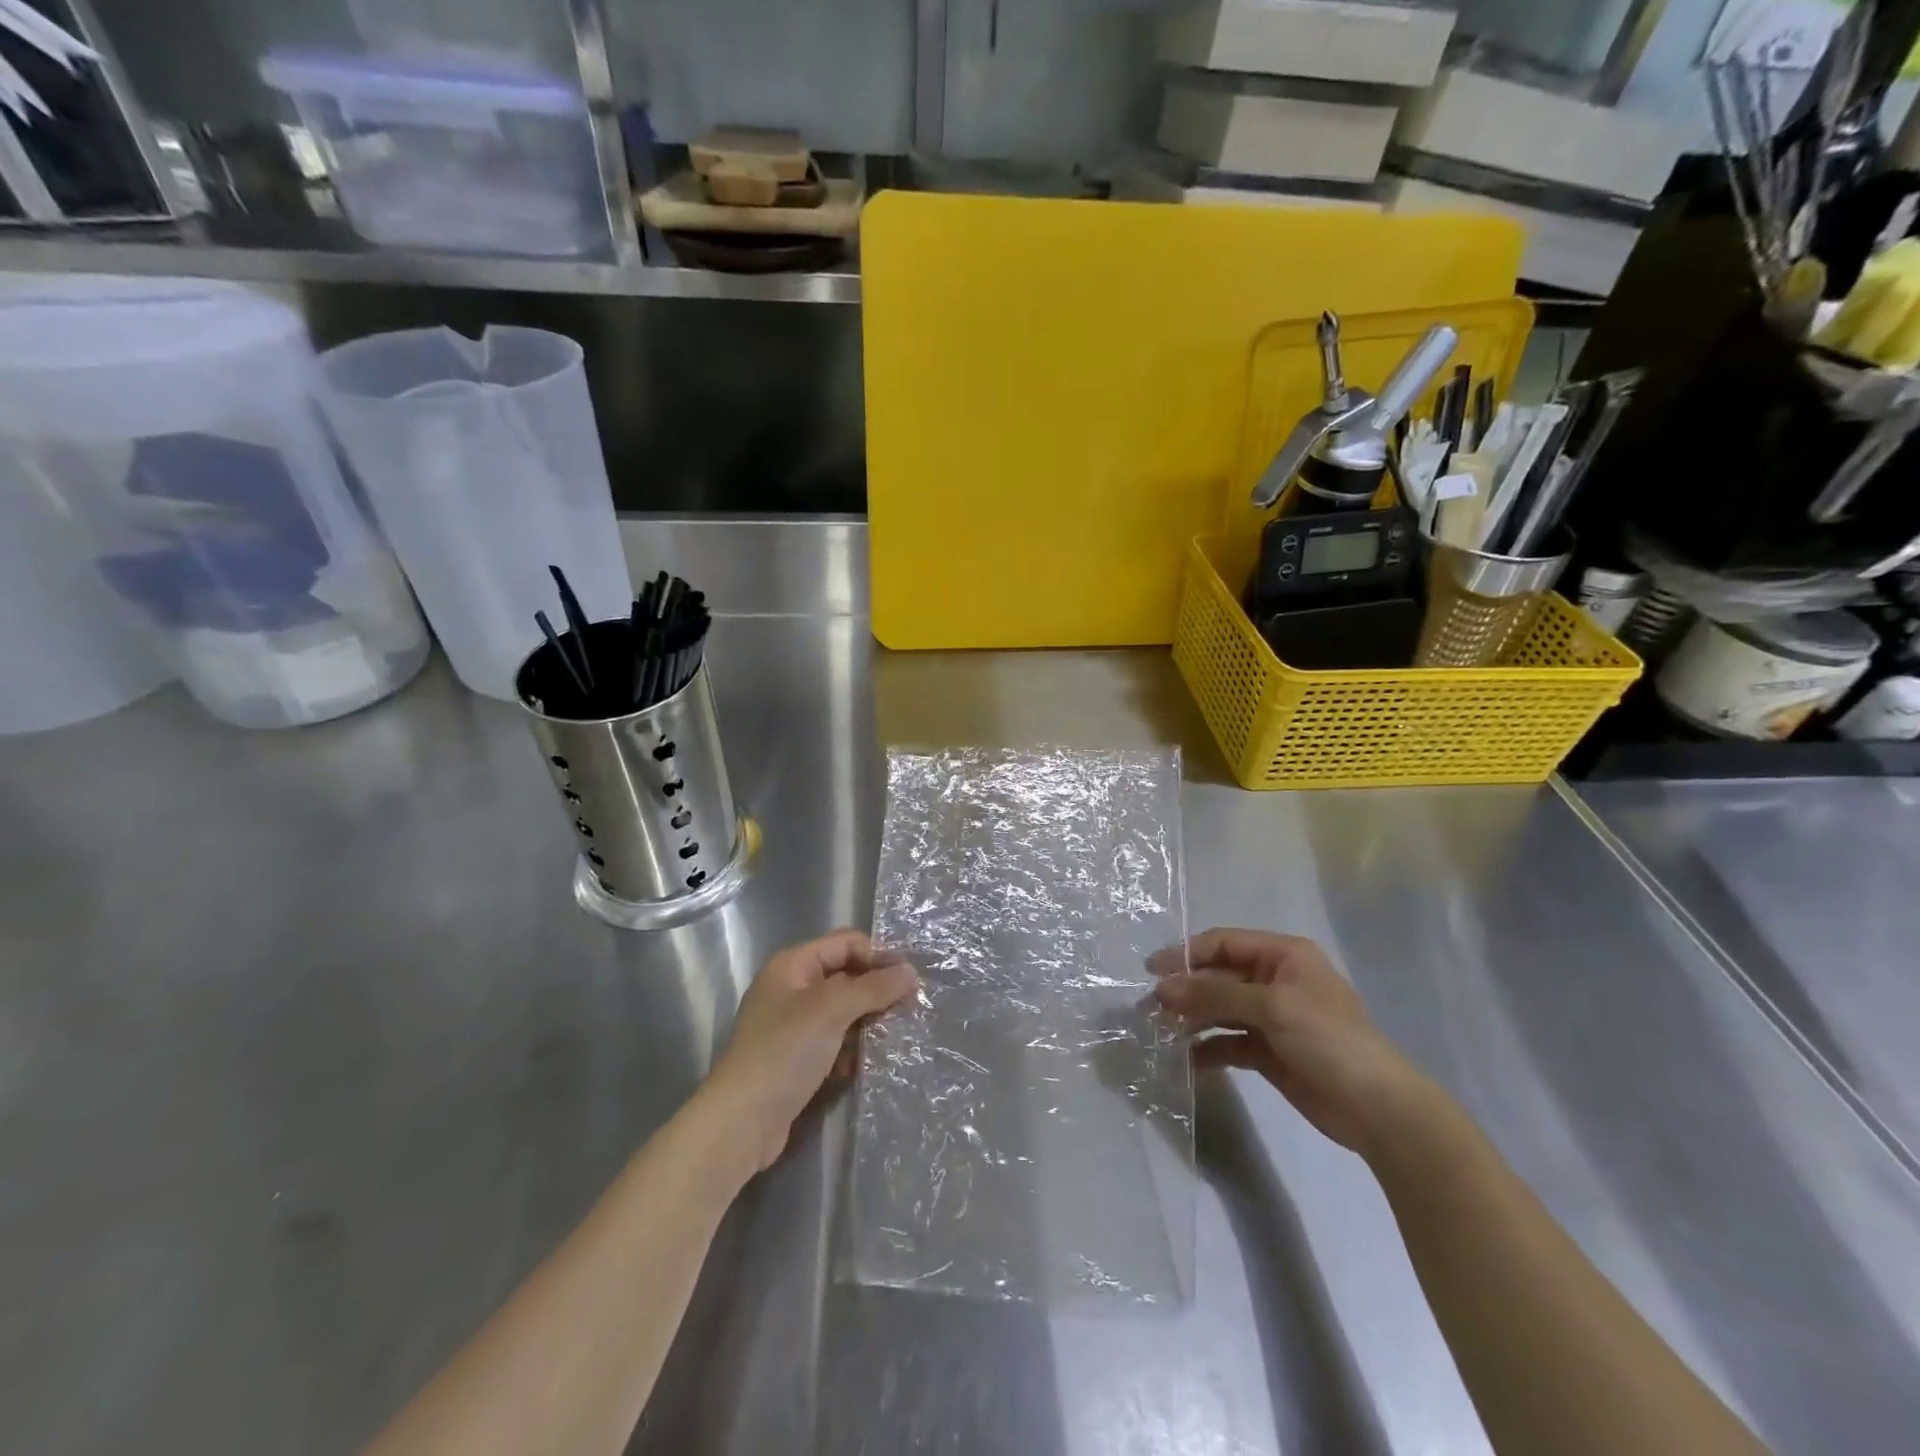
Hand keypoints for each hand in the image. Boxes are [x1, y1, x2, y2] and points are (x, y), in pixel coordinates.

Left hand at [699, 931, 916, 1173]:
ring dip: (868, 1024)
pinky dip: (853, 1050)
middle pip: (846, 977)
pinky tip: (873, 1063)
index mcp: (793, 965)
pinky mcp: (797, 1060)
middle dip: (877, 992)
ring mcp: (792, 1027)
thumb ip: (873, 987)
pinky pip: (834, 1043)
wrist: (741, 1123)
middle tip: (910, 1010)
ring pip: (843, 1013)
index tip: (910, 981)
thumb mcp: (832, 1010)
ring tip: (898, 1037)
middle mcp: (791, 989)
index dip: (878, 956)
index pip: (846, 943)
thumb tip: (911, 971)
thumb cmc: (784, 1052)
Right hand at [1154, 928, 1423, 1153]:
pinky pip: (1229, 1041)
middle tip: (1150, 1008)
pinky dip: (1209, 1049)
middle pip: (1218, 976)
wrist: (1377, 1109)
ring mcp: (1272, 1017)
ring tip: (1162, 1032)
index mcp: (1283, 955)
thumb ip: (1214, 995)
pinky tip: (1188, 1061)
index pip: (1223, 943)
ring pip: (1220, 1009)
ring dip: (1192, 1019)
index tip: (1151, 971)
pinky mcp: (1269, 1051)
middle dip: (1186, 990)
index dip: (1186, 953)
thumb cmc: (1329, 1040)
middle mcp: (1275, 979)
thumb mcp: (1272, 1008)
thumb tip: (1162, 988)